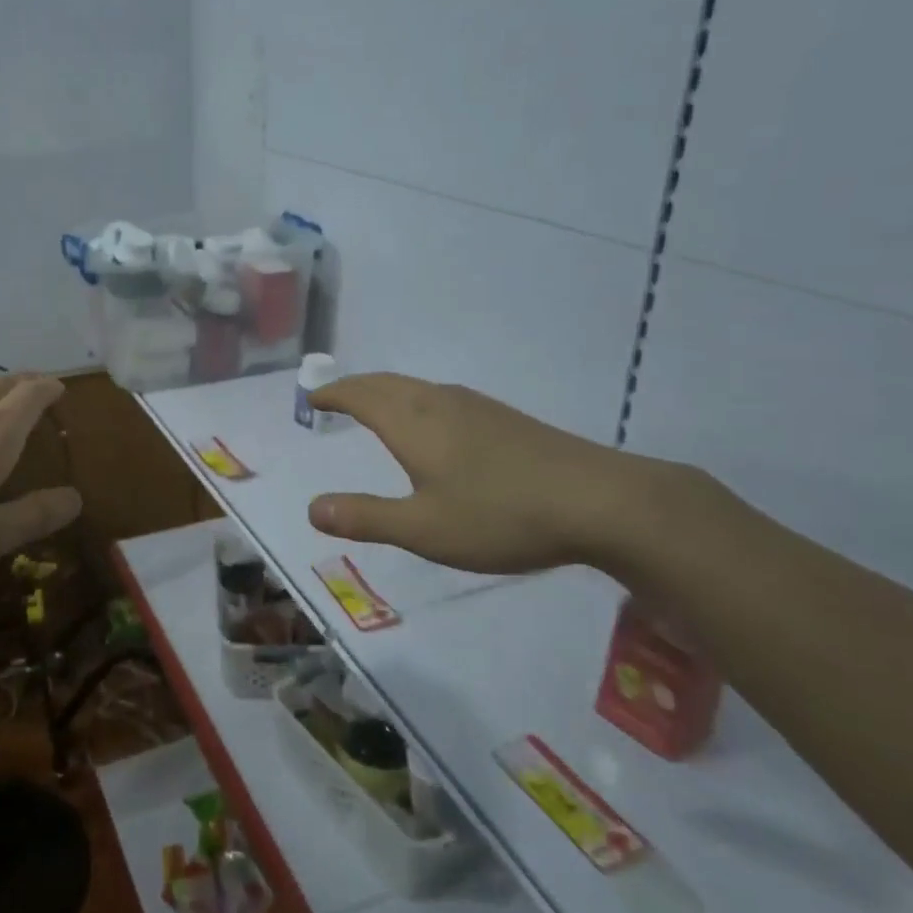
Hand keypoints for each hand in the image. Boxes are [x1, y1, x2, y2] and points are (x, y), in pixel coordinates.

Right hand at [306, 373, 641, 573]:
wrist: (600, 501)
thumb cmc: (500, 515)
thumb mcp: (423, 528)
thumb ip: (365, 517)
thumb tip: (311, 508)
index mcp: (412, 423)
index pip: (360, 396)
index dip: (332, 394)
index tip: (312, 396)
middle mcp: (439, 403)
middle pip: (386, 383)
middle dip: (354, 387)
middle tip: (333, 396)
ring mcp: (476, 406)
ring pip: (415, 387)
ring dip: (384, 390)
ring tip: (372, 404)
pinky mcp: (504, 418)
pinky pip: (440, 396)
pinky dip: (413, 399)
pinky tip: (432, 422)